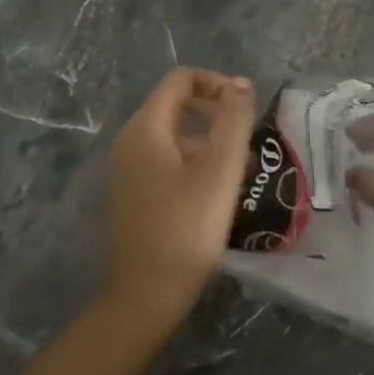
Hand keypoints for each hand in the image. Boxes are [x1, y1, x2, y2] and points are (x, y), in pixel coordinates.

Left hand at [102, 68, 256, 324]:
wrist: (147, 293)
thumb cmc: (187, 228)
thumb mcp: (220, 171)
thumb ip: (233, 121)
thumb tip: (240, 84)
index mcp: (145, 128)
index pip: (180, 80)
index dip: (216, 83)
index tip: (245, 108)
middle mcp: (129, 140)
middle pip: (174, 104)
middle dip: (214, 110)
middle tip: (247, 135)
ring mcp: (126, 168)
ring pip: (172, 134)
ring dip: (207, 137)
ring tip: (240, 164)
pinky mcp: (131, 192)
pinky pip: (164, 158)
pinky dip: (192, 159)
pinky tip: (215, 188)